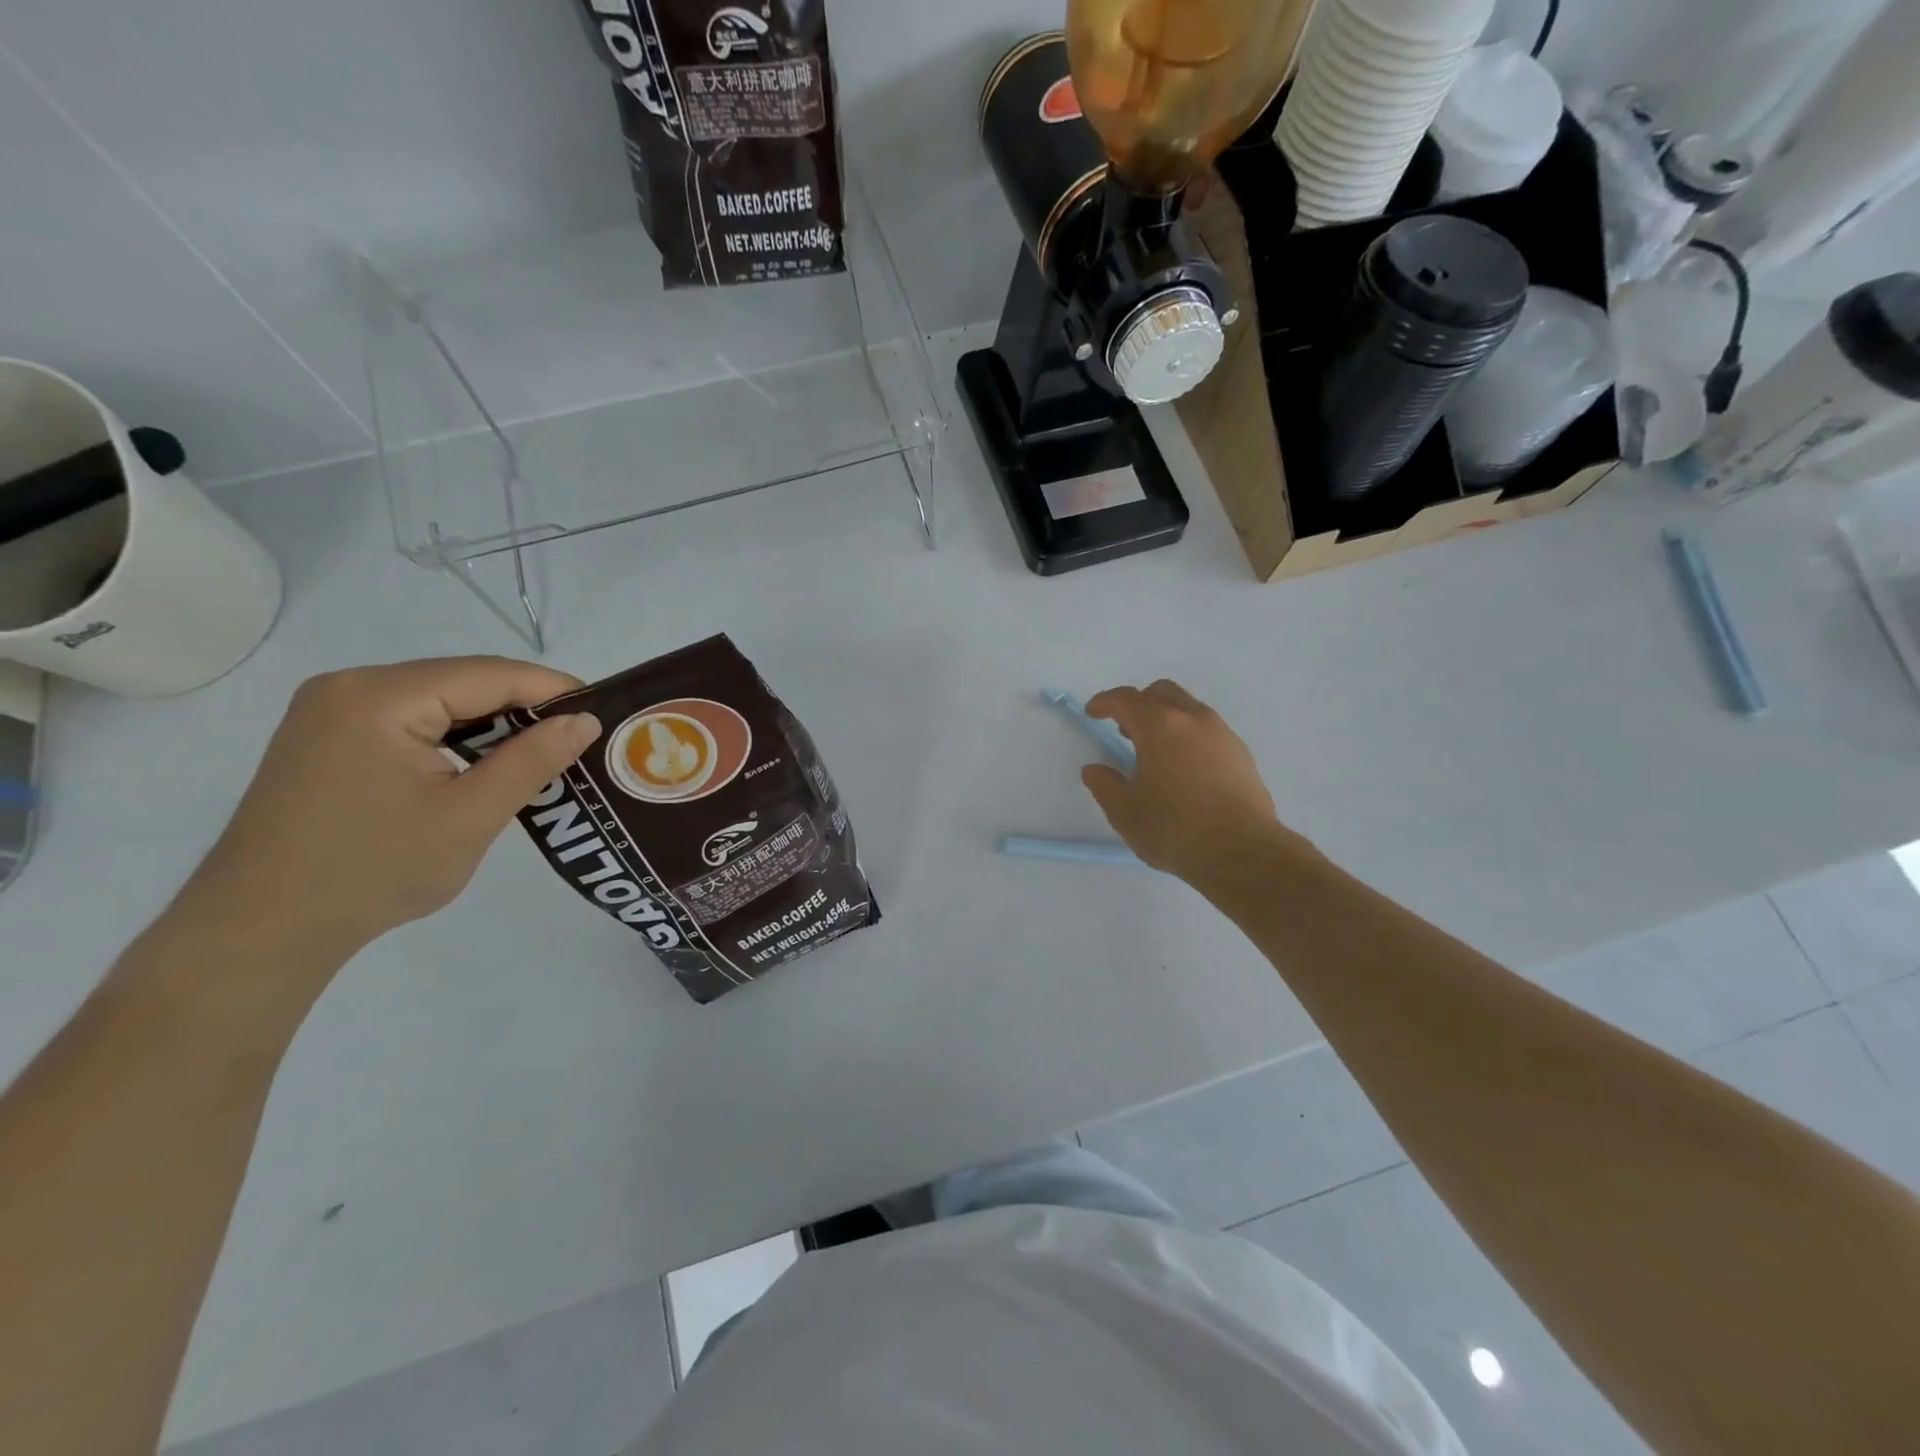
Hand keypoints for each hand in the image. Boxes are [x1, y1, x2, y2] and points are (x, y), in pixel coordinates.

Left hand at [171, 657, 600, 966]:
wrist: (261, 931)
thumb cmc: (373, 871)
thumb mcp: (471, 816)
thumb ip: (532, 760)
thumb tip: (584, 721)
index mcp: (380, 697)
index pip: (489, 674)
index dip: (552, 688)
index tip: (602, 712)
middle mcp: (349, 687)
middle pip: (462, 682)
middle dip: (524, 707)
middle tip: (578, 738)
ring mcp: (331, 712)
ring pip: (439, 701)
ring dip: (492, 725)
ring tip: (542, 753)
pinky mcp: (327, 740)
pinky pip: (411, 722)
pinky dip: (456, 739)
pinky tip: (484, 765)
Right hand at [1081, 680, 1284, 879]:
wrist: (1242, 851)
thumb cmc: (1174, 829)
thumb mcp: (1125, 812)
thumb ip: (1105, 785)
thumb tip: (1094, 770)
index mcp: (1158, 726)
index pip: (1125, 700)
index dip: (1104, 702)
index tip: (1092, 712)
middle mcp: (1192, 719)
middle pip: (1161, 692)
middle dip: (1138, 703)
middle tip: (1124, 730)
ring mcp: (1222, 734)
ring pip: (1188, 708)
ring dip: (1166, 718)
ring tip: (1155, 750)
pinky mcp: (1241, 754)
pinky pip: (1208, 730)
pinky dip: (1189, 735)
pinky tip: (1184, 767)